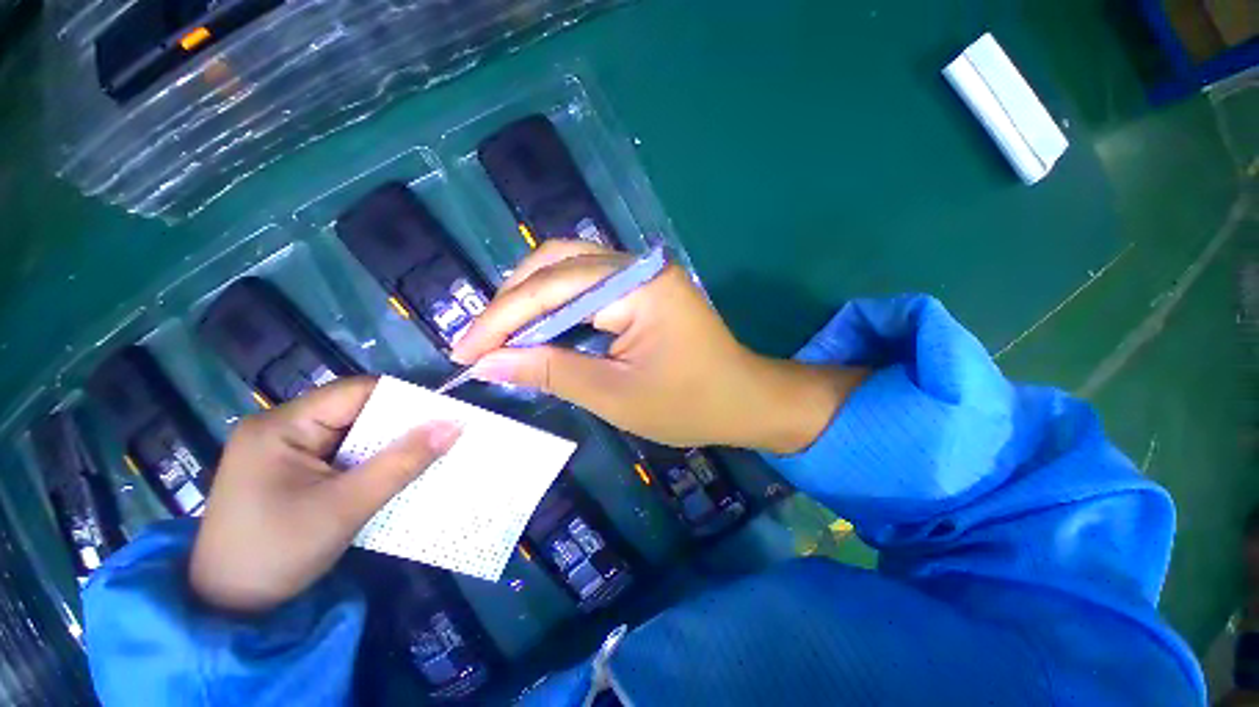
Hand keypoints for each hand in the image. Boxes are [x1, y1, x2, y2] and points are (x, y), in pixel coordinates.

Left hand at [189, 377, 459, 613]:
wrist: (226, 610)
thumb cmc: (276, 554)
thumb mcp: (346, 508)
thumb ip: (402, 463)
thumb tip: (454, 425)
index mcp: (282, 425)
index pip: (358, 392)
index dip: (405, 401)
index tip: (444, 418)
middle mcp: (280, 428)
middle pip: (356, 411)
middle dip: (399, 426)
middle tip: (442, 440)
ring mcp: (282, 450)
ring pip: (352, 434)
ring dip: (387, 447)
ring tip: (426, 457)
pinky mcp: (289, 471)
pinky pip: (342, 455)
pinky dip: (370, 463)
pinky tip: (392, 475)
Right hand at [451, 241, 865, 453]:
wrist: (744, 399)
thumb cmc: (689, 404)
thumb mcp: (615, 396)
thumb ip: (551, 372)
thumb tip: (489, 363)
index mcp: (638, 287)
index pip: (552, 288)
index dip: (502, 319)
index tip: (463, 350)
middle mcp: (639, 265)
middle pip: (556, 262)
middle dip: (511, 301)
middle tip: (480, 341)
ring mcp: (642, 272)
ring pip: (568, 267)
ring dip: (530, 298)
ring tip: (501, 335)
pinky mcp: (642, 286)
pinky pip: (587, 282)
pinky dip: (555, 302)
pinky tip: (537, 326)